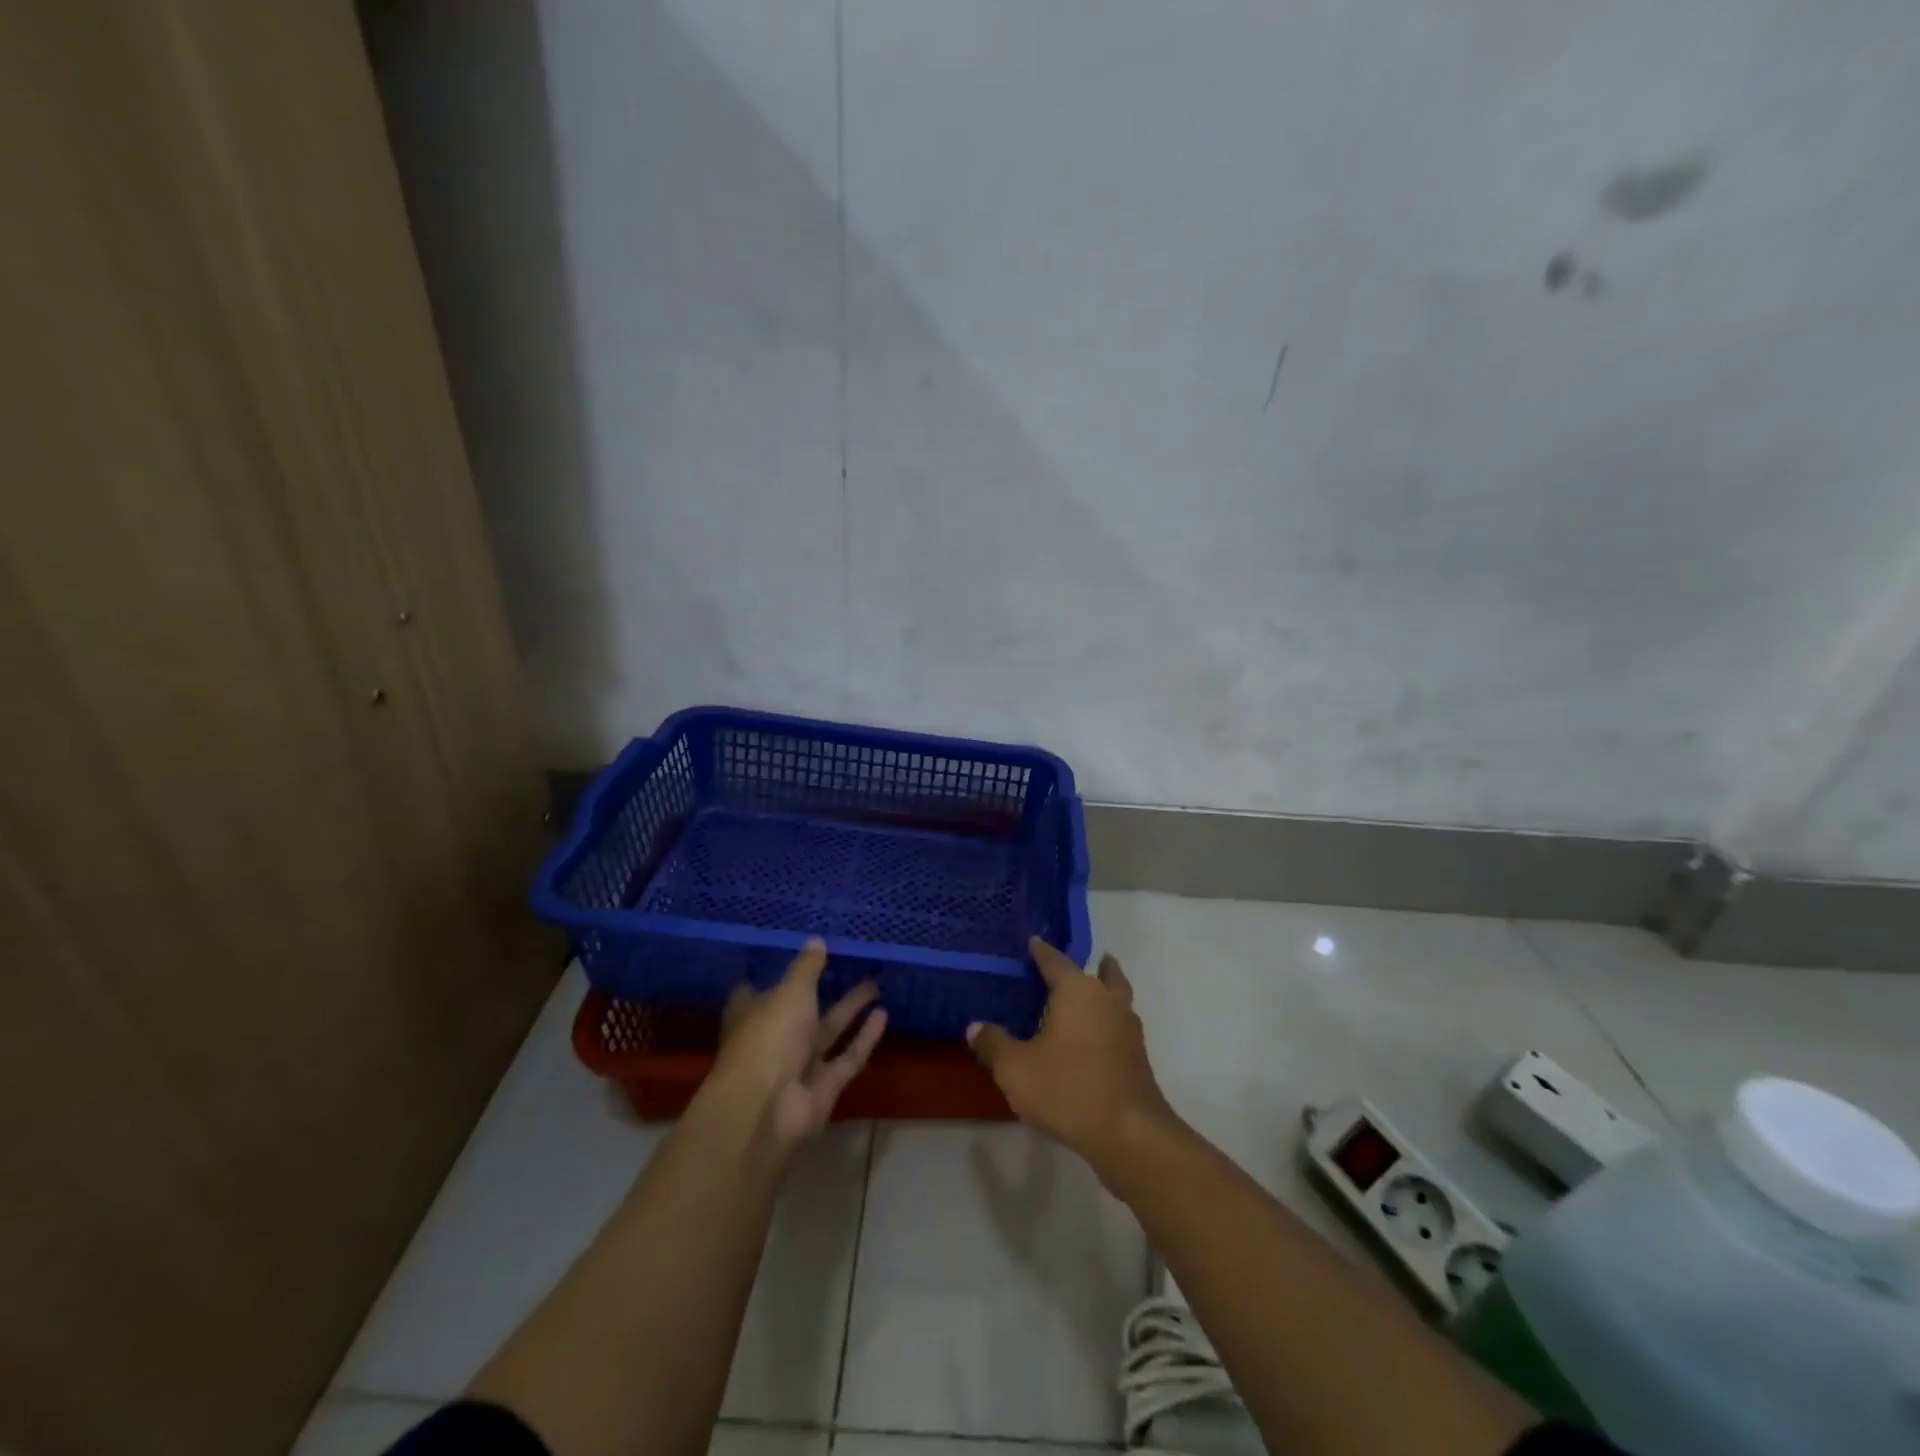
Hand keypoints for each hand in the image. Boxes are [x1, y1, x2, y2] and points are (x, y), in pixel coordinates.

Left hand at [709, 940, 886, 1155]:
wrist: (766, 1109)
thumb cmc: (768, 1037)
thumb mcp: (791, 991)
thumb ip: (807, 967)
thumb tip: (817, 940)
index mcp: (753, 1013)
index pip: (761, 989)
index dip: (779, 973)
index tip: (802, 955)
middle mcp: (774, 1038)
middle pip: (802, 1010)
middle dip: (825, 989)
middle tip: (852, 963)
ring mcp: (798, 1065)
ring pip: (829, 1031)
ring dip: (850, 1009)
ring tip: (875, 983)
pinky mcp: (824, 1087)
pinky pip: (847, 1057)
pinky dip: (864, 1038)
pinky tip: (884, 1014)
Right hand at [967, 937, 1174, 1174]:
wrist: (1129, 1134)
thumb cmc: (1068, 1089)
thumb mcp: (1016, 1069)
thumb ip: (994, 1044)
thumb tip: (975, 1026)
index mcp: (1077, 991)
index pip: (1055, 960)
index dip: (1041, 951)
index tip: (1033, 942)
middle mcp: (1106, 1000)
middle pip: (1102, 973)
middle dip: (1090, 966)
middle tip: (1069, 969)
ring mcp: (1128, 1028)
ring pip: (1116, 997)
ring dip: (1104, 992)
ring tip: (1085, 999)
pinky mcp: (1137, 1056)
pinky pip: (1119, 1025)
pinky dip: (1107, 1021)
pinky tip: (1092, 1039)